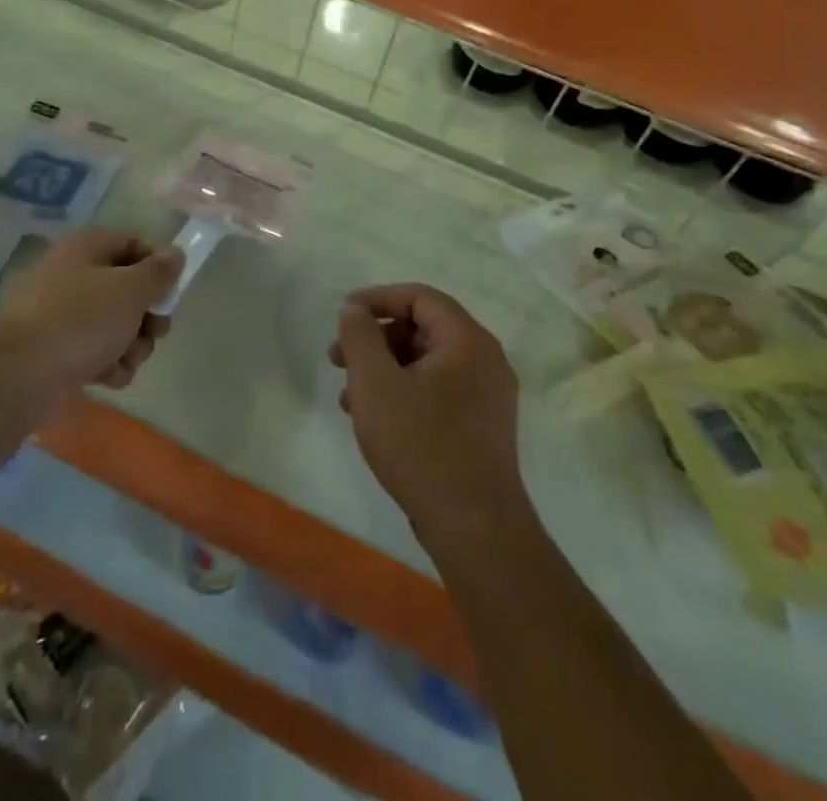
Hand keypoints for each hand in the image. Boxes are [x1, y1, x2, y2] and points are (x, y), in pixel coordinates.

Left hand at [0, 227, 181, 397]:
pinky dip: (107, 363)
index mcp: (87, 248)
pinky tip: (108, 378)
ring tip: (127, 360)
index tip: (168, 293)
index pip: (132, 244)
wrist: (16, 376)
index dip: (155, 267)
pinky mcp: (55, 350)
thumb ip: (158, 272)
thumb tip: (175, 254)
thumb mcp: (130, 291)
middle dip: (146, 315)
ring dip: (131, 345)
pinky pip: (94, 351)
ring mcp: (61, 314)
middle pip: (126, 288)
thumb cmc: (80, 321)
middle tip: (155, 333)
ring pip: (113, 324)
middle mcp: (73, 275)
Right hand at [329, 284, 527, 549]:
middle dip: (376, 338)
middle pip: (423, 328)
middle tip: (338, 358)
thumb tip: (355, 309)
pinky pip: (438, 390)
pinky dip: (404, 391)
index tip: (343, 314)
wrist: (475, 529)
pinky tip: (375, 419)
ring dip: (384, 367)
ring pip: (427, 362)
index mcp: (468, 340)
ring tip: (348, 396)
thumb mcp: (375, 384)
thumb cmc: (421, 446)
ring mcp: (487, 396)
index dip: (378, 298)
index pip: (420, 297)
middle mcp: (485, 360)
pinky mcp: (482, 427)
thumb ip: (360, 336)